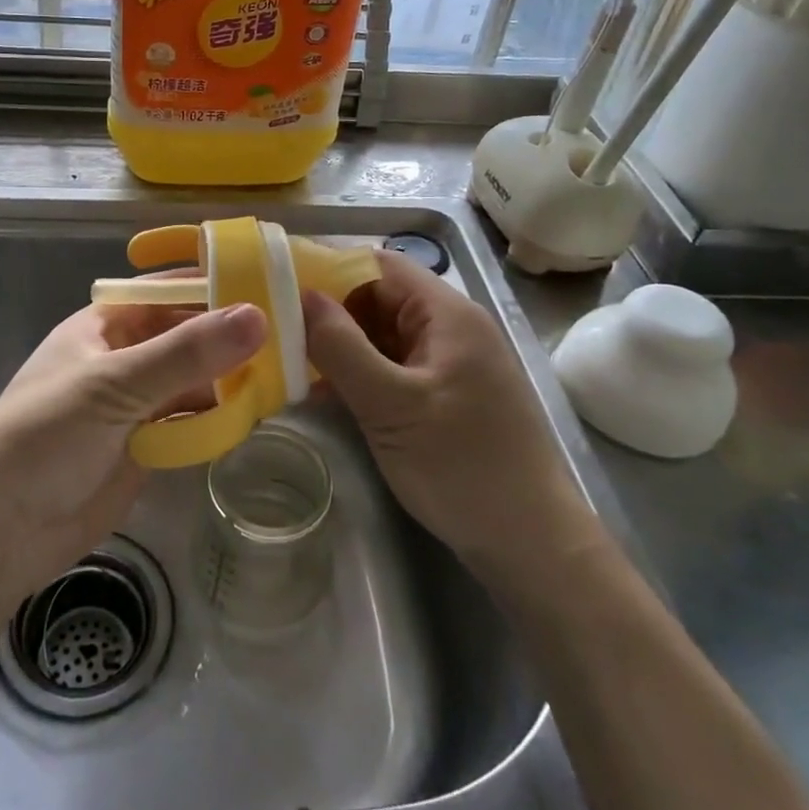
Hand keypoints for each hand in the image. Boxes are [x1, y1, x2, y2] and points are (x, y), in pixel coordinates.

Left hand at [0, 300, 267, 609]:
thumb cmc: (46, 437)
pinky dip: (218, 416)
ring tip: (287, 373)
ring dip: (230, 378)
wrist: (0, 530)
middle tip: (294, 333)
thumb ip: (186, 353)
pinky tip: (255, 413)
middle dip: (231, 336)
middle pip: (186, 336)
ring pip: (193, 379)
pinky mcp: (145, 445)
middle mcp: (123, 357)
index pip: (168, 292)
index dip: (214, 284)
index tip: (270, 282)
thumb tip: (258, 315)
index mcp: (104, 325)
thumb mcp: (116, 385)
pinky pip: (190, 420)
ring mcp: (135, 403)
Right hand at [302, 251, 602, 588]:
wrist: (531, 544)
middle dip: (329, 311)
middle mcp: (451, 328)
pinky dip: (361, 373)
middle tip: (276, 331)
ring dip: (342, 345)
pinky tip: (324, 393)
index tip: (279, 287)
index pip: (378, 265)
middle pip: (379, 298)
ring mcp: (450, 363)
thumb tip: (299, 295)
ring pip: (384, 335)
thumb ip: (341, 347)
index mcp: (447, 314)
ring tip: (289, 360)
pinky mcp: (447, 395)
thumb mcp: (390, 405)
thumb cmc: (461, 466)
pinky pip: (395, 367)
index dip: (328, 269)